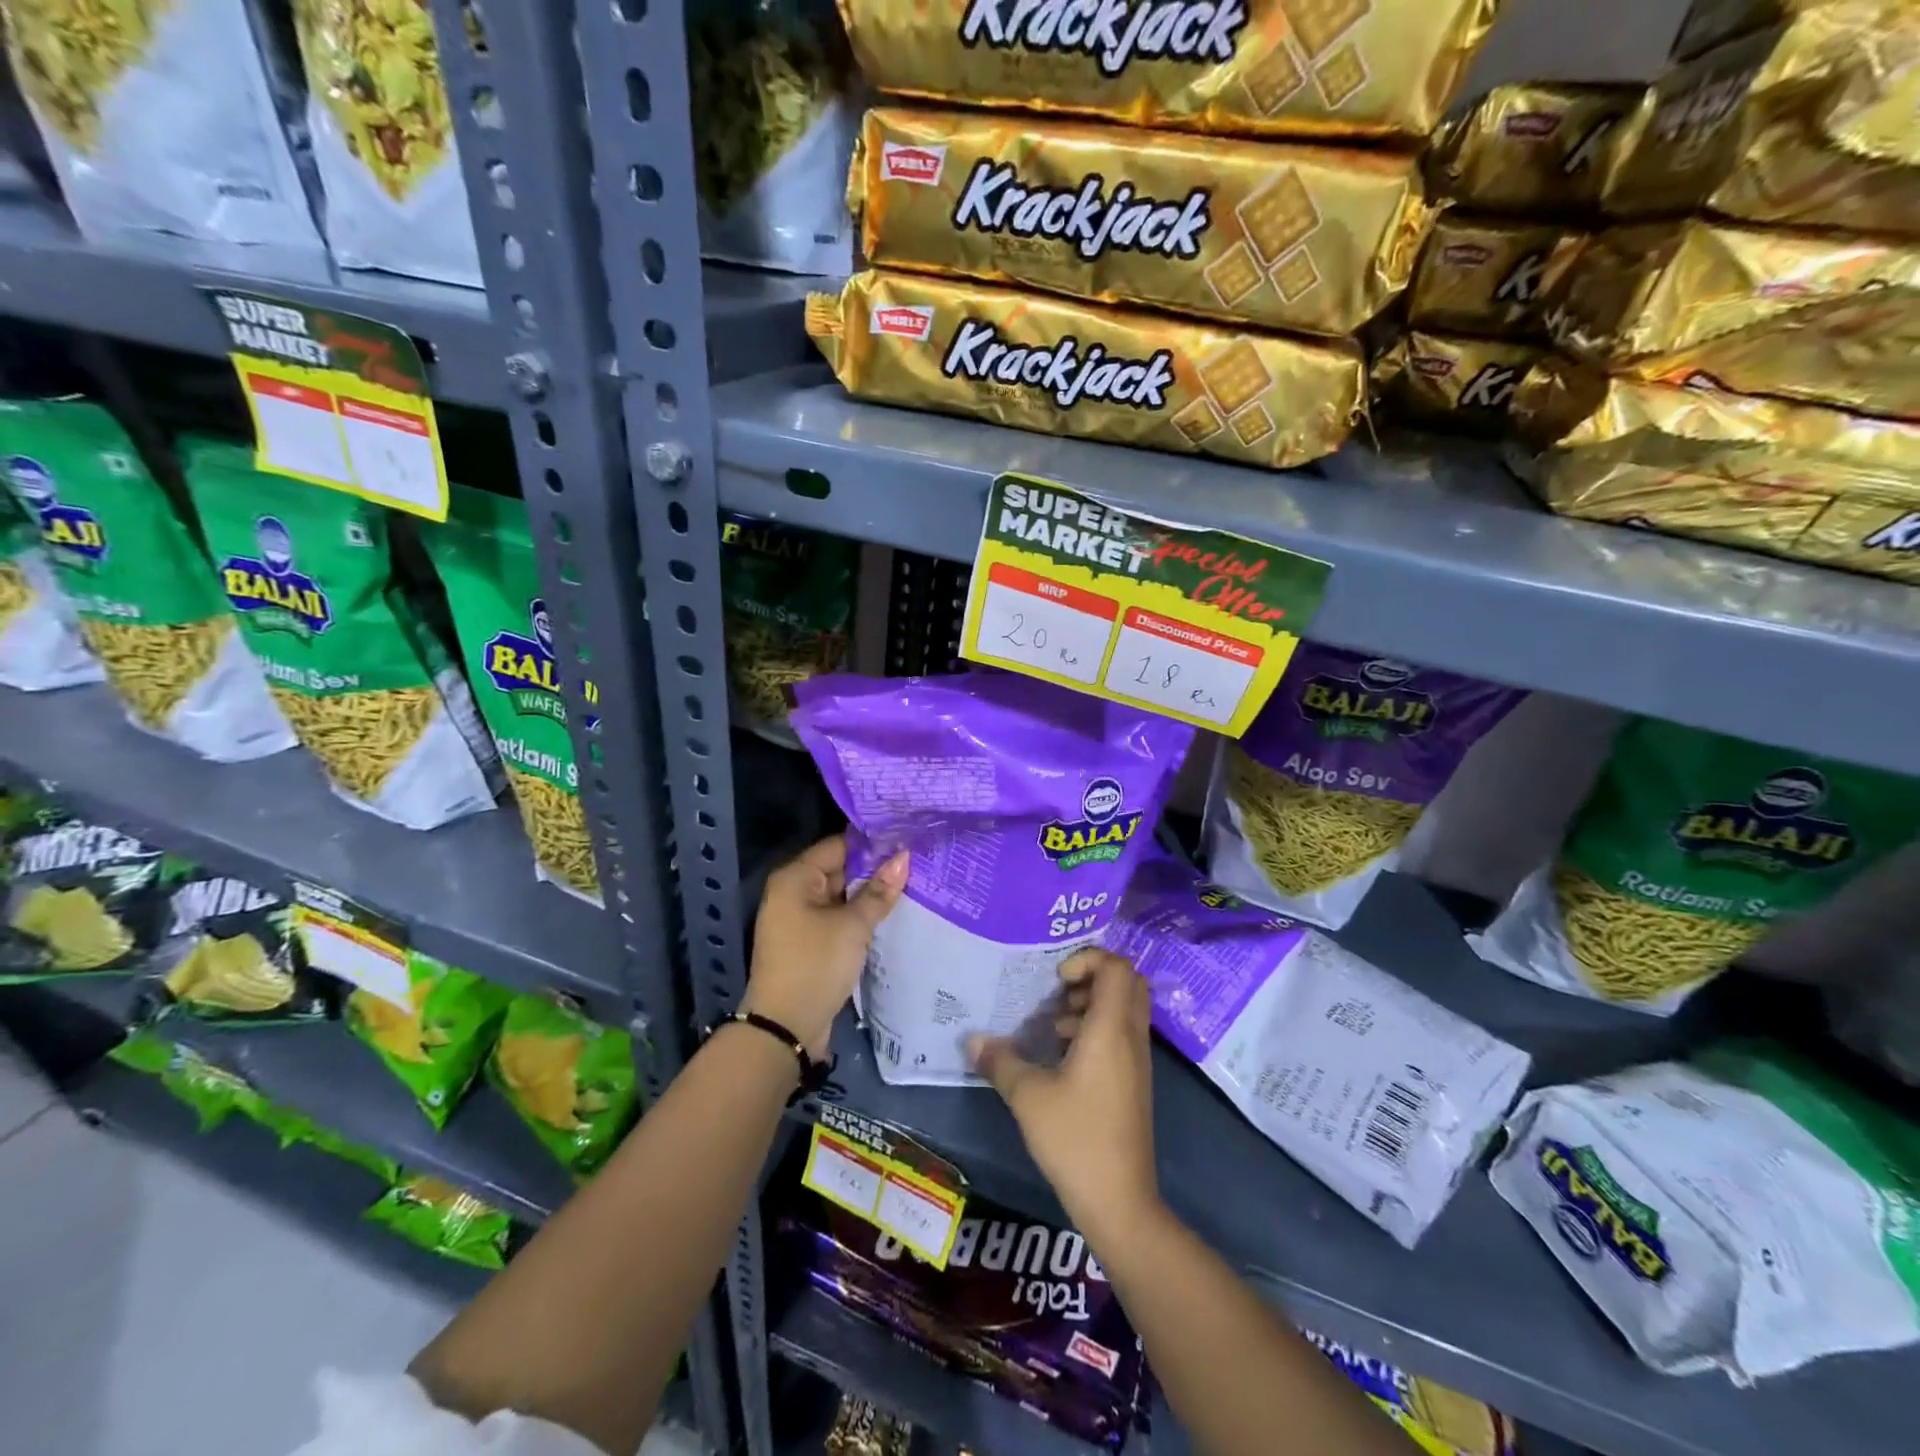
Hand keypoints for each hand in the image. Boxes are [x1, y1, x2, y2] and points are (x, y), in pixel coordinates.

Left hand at [745, 835, 906, 1059]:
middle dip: (875, 870)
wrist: (785, 1028)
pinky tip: (891, 915)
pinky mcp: (809, 943)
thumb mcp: (852, 926)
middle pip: (840, 870)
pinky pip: (838, 919)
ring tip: (912, 885)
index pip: (839, 846)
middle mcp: (794, 892)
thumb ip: (878, 891)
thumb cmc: (815, 964)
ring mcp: (800, 919)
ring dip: (870, 896)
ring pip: (842, 897)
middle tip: (917, 864)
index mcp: (795, 878)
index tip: (908, 841)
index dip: (873, 844)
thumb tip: (904, 857)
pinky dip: (860, 917)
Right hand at [969, 948, 1160, 1242]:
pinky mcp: (1134, 1082)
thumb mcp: (1027, 1096)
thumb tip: (972, 1040)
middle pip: (1127, 982)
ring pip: (1125, 1009)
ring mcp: (1138, 1060)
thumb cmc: (1075, 1138)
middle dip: (1092, 977)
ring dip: (1092, 1005)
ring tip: (1054, 1026)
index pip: (1116, 967)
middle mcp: (1131, 1037)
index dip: (1087, 959)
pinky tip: (1063, 1057)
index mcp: (1111, 1028)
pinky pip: (1121, 1034)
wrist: (1119, 1201)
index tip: (1056, 980)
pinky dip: (1096, 1030)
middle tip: (1058, 994)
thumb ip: (1000, 1060)